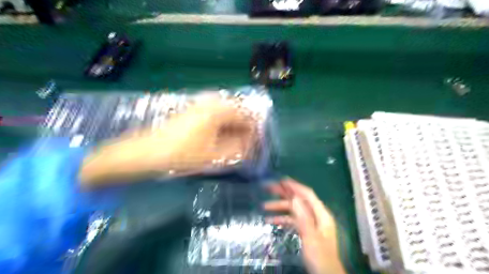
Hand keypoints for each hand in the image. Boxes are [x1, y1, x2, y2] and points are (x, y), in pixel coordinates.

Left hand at [78, 97, 256, 186]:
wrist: (147, 152)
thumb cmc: (182, 154)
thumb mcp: (214, 155)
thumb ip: (237, 149)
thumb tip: (250, 145)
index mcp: (218, 111)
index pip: (246, 115)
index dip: (254, 130)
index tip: (258, 143)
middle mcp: (210, 103)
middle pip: (237, 112)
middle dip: (245, 128)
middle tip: (248, 145)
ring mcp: (200, 105)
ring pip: (226, 114)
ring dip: (234, 127)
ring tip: (237, 143)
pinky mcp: (192, 111)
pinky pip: (215, 115)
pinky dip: (223, 126)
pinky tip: (222, 138)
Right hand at [262, 177, 344, 273]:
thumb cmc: (320, 257)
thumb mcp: (311, 237)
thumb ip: (303, 217)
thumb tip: (295, 198)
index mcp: (321, 214)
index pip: (307, 194)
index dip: (294, 186)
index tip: (281, 180)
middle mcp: (316, 215)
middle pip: (298, 200)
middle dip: (283, 194)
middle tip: (268, 188)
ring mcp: (311, 223)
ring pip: (293, 210)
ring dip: (280, 207)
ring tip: (264, 206)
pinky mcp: (306, 231)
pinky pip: (293, 221)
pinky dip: (282, 219)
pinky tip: (270, 220)